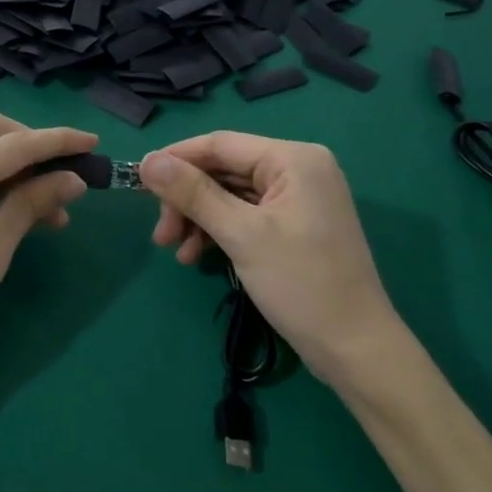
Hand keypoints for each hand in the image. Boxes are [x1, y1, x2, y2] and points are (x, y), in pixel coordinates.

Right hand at [139, 133, 397, 384]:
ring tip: (174, 251)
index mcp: (293, 159)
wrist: (354, 346)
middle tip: (159, 235)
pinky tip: (196, 256)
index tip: (137, 182)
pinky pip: (244, 216)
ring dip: (197, 219)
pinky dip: (218, 232)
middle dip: (186, 200)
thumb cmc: (301, 283)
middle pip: (223, 170)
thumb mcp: (241, 234)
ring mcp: (297, 199)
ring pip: (229, 195)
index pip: (220, 144)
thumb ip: (193, 194)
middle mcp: (298, 169)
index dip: (175, 160)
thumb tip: (148, 161)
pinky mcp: (293, 226)